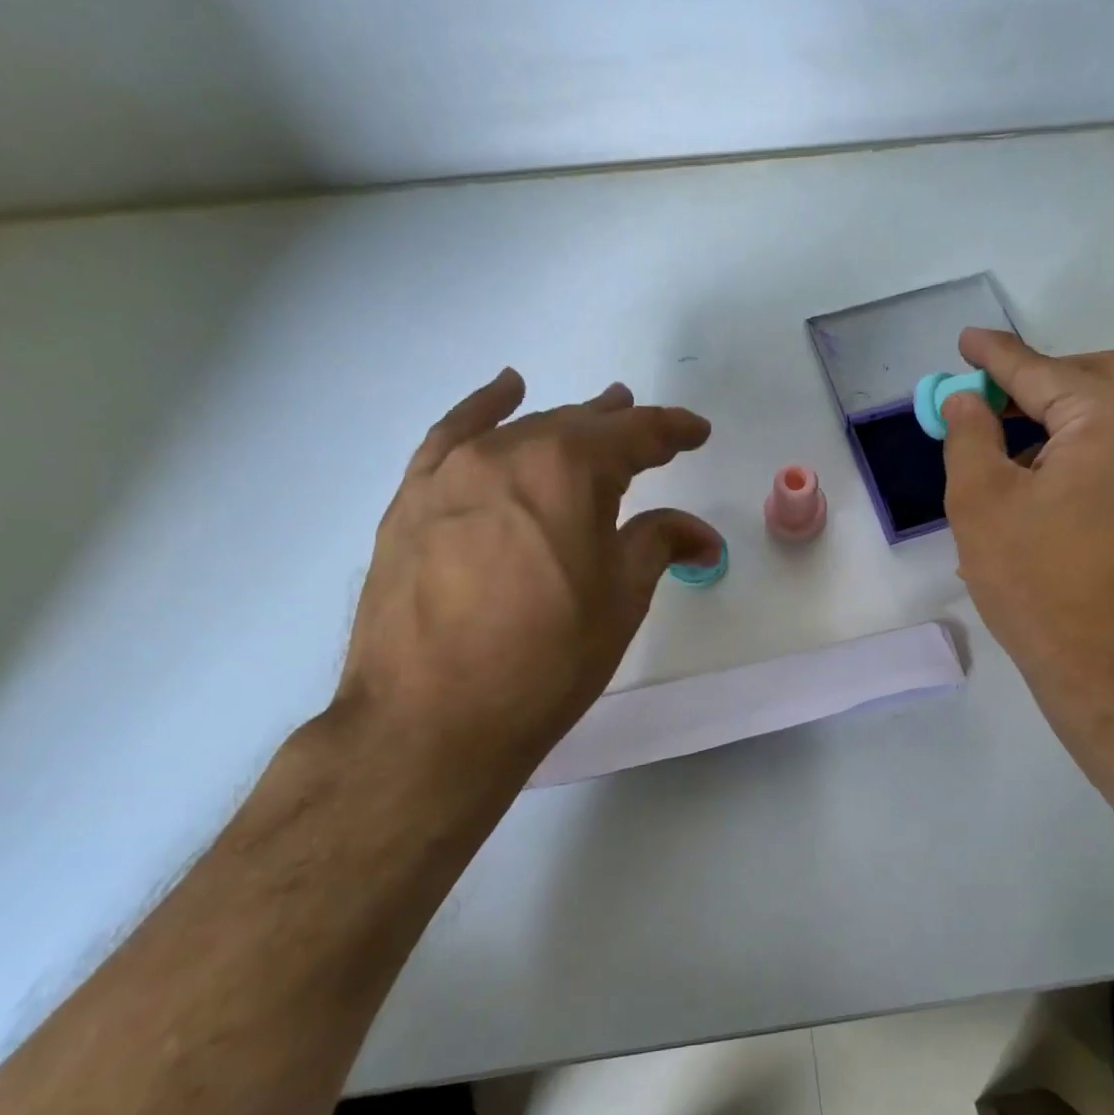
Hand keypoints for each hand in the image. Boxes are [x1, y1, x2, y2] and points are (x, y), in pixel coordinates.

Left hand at [331, 369, 719, 815]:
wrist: (431, 721)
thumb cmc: (547, 660)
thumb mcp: (621, 599)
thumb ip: (659, 544)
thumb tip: (701, 533)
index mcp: (569, 470)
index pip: (634, 435)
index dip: (672, 430)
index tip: (697, 432)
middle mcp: (508, 453)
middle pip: (577, 426)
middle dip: (621, 428)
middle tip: (652, 434)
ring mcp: (452, 473)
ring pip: (522, 431)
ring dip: (565, 423)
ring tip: (595, 414)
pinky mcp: (412, 500)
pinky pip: (451, 436)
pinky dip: (483, 409)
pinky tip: (505, 393)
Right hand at [941, 330, 1113, 734]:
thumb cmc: (1038, 580)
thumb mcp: (981, 502)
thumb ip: (969, 436)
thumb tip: (965, 401)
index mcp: (1113, 416)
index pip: (1041, 370)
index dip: (995, 356)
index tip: (965, 342)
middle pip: (1093, 378)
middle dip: (1038, 380)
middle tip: (990, 397)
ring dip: (1066, 415)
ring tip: (1014, 445)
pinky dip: (1090, 446)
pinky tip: (1054, 481)